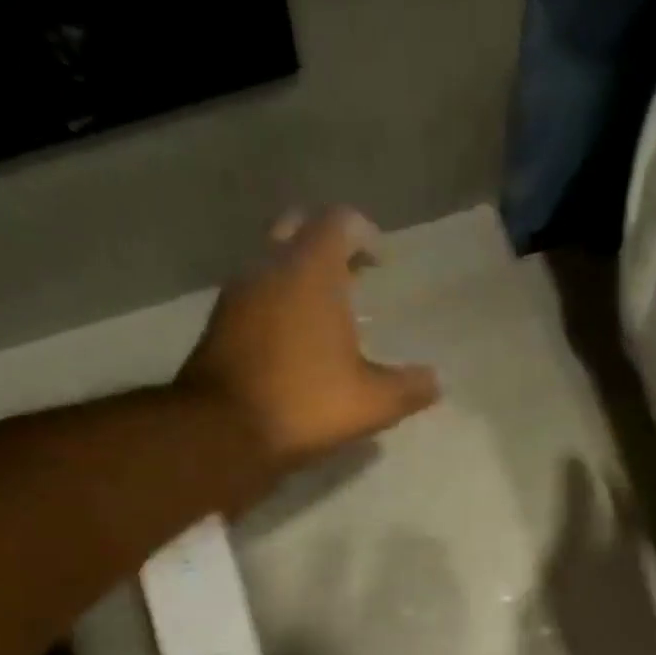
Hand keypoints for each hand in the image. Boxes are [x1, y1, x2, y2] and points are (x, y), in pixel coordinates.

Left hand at [177, 207, 440, 482]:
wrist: (223, 432)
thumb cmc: (305, 404)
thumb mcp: (371, 403)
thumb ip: (408, 388)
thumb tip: (436, 382)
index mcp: (311, 270)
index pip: (339, 222)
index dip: (364, 235)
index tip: (380, 262)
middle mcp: (269, 267)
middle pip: (298, 230)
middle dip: (326, 246)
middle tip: (351, 277)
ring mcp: (237, 294)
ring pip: (270, 263)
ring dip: (297, 277)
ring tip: (324, 314)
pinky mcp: (219, 325)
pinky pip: (253, 297)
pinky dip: (276, 305)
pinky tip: (292, 342)